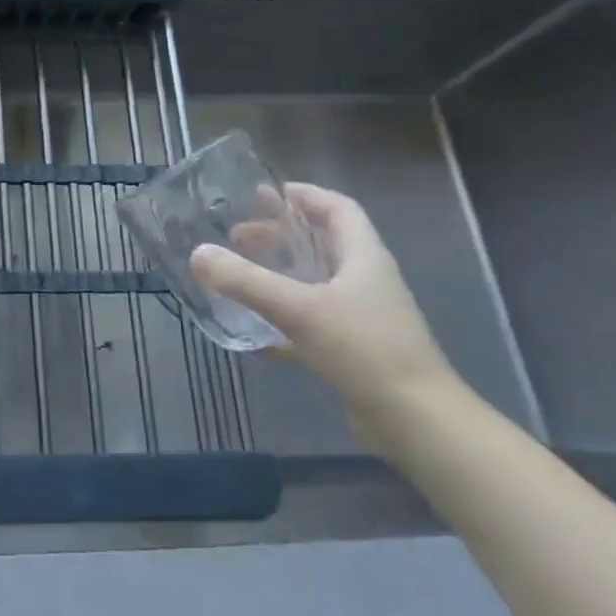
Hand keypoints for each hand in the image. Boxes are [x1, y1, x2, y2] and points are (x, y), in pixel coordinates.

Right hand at [189, 183, 460, 448]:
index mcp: (363, 257)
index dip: (305, 195)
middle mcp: (365, 280)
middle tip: (237, 235)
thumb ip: (246, 280)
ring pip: (315, 283)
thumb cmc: (364, 350)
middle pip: (322, 244)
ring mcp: (362, 317)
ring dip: (279, 275)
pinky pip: (312, 324)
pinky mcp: (355, 351)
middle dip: (280, 235)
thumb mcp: (299, 309)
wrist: (417, 422)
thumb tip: (198, 254)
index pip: (338, 209)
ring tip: (239, 275)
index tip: (265, 193)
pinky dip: (282, 322)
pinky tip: (254, 336)